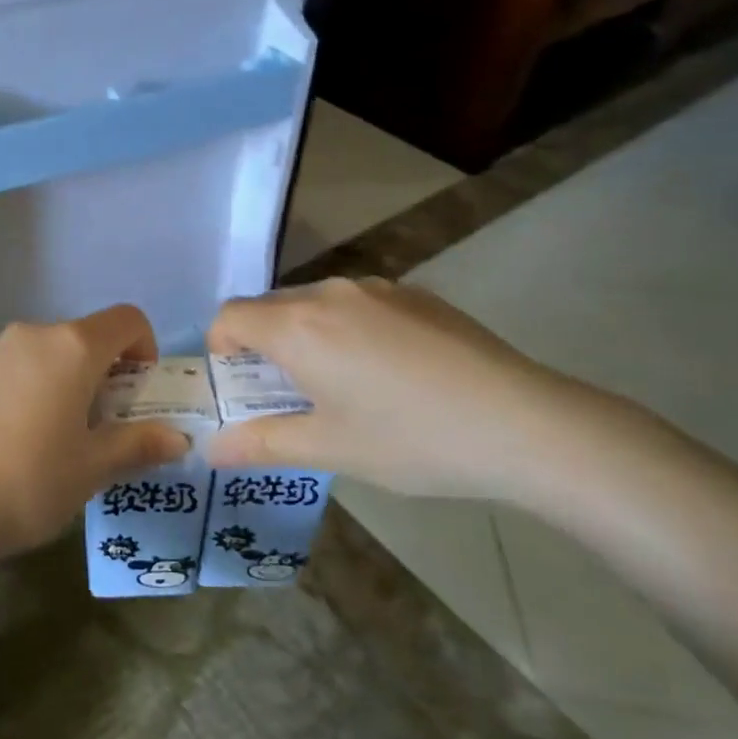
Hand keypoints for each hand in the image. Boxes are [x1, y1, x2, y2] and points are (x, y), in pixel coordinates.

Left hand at [0, 305, 191, 561]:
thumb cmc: (27, 483)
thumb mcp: (91, 469)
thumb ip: (137, 445)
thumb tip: (178, 439)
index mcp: (69, 348)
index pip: (125, 319)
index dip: (144, 346)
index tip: (139, 390)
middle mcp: (27, 337)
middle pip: (79, 339)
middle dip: (98, 374)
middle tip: (97, 427)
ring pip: (37, 357)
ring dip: (55, 384)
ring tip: (46, 441)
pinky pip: (1, 374)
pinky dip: (16, 393)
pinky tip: (1, 445)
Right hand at [206, 277, 603, 500]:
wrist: (525, 424)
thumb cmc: (411, 439)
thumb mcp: (330, 449)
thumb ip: (261, 443)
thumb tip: (212, 450)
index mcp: (298, 327)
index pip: (230, 316)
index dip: (221, 349)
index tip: (243, 388)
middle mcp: (330, 293)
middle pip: (270, 308)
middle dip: (263, 346)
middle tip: (289, 396)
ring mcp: (377, 288)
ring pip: (316, 304)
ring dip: (307, 336)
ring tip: (343, 386)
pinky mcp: (416, 294)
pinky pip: (358, 304)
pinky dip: (348, 330)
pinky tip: (391, 373)